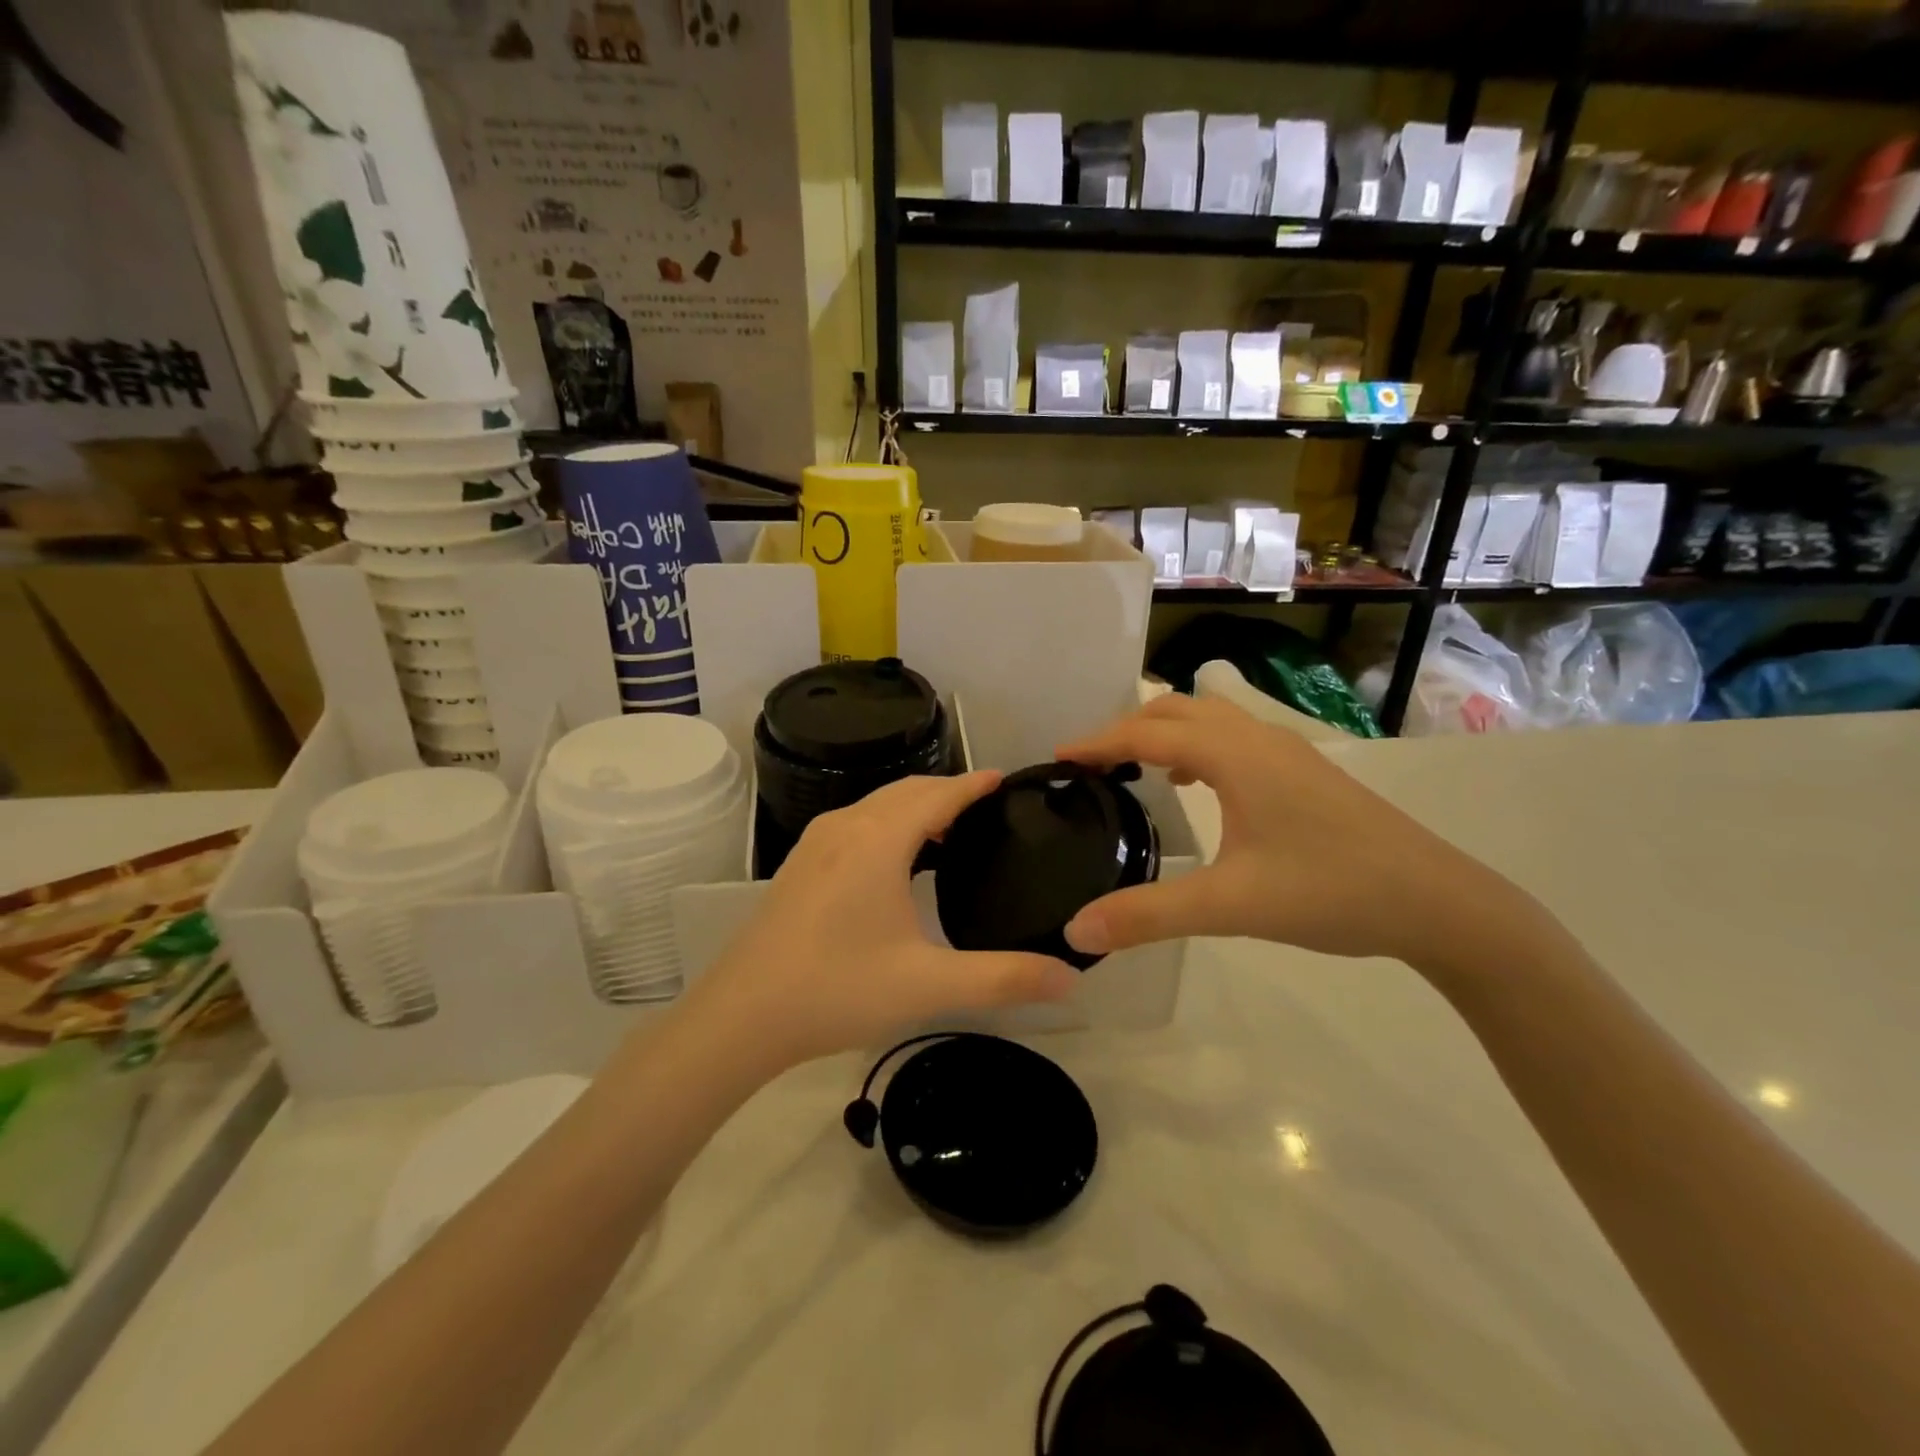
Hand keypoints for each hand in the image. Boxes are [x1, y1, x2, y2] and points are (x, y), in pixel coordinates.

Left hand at [684, 772, 1078, 1069]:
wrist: (741, 1016)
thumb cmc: (838, 990)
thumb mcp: (928, 984)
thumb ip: (1004, 978)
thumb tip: (1070, 977)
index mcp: (878, 840)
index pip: (938, 795)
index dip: (974, 784)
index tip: (1006, 779)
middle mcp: (846, 827)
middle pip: (906, 791)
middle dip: (948, 791)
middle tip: (988, 808)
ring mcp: (816, 844)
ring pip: (877, 805)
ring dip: (916, 807)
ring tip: (950, 832)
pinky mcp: (799, 865)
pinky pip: (856, 823)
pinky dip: (888, 823)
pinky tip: (897, 860)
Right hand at [1058, 694, 1513, 966]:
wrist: (1439, 903)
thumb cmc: (1330, 892)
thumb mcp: (1230, 907)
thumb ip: (1148, 916)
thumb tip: (1076, 931)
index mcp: (1235, 755)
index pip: (1148, 732)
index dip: (1098, 741)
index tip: (1057, 757)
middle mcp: (1259, 739)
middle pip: (1177, 710)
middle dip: (1127, 728)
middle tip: (1090, 763)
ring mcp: (1288, 753)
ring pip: (1210, 718)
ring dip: (1165, 731)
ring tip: (1132, 766)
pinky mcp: (1306, 772)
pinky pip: (1235, 739)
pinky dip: (1197, 747)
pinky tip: (1194, 785)